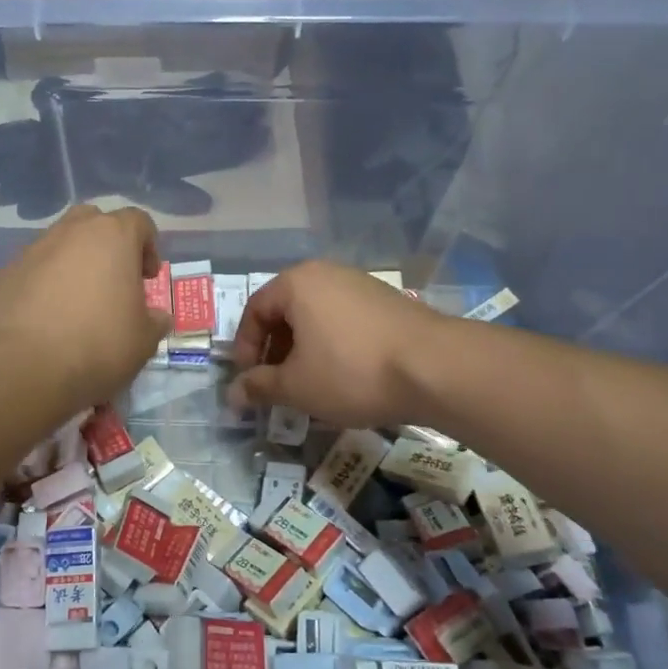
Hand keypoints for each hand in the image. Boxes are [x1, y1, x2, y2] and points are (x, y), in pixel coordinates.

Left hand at [0, 205, 172, 411]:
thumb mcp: (144, 341)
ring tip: (77, 301)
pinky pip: (32, 270)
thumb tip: (156, 316)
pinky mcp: (4, 273)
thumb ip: (154, 320)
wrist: (26, 367)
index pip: (138, 221)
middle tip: (113, 279)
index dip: (148, 247)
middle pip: (94, 221)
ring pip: (59, 243)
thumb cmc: (98, 346)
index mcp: (112, 237)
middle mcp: (71, 232)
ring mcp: (33, 250)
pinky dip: (42, 284)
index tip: (148, 278)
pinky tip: (45, 317)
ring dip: (72, 263)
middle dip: (107, 244)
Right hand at [228, 261, 440, 426]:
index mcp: (296, 283)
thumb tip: (231, 395)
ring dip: (304, 350)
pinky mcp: (387, 301)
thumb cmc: (351, 371)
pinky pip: (344, 320)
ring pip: (316, 316)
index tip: (250, 380)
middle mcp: (326, 273)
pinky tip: (344, 376)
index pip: (254, 310)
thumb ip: (259, 387)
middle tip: (276, 384)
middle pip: (285, 311)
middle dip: (275, 350)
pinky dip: (332, 345)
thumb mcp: (296, 386)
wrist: (436, 368)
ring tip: (309, 384)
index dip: (245, 348)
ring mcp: (360, 284)